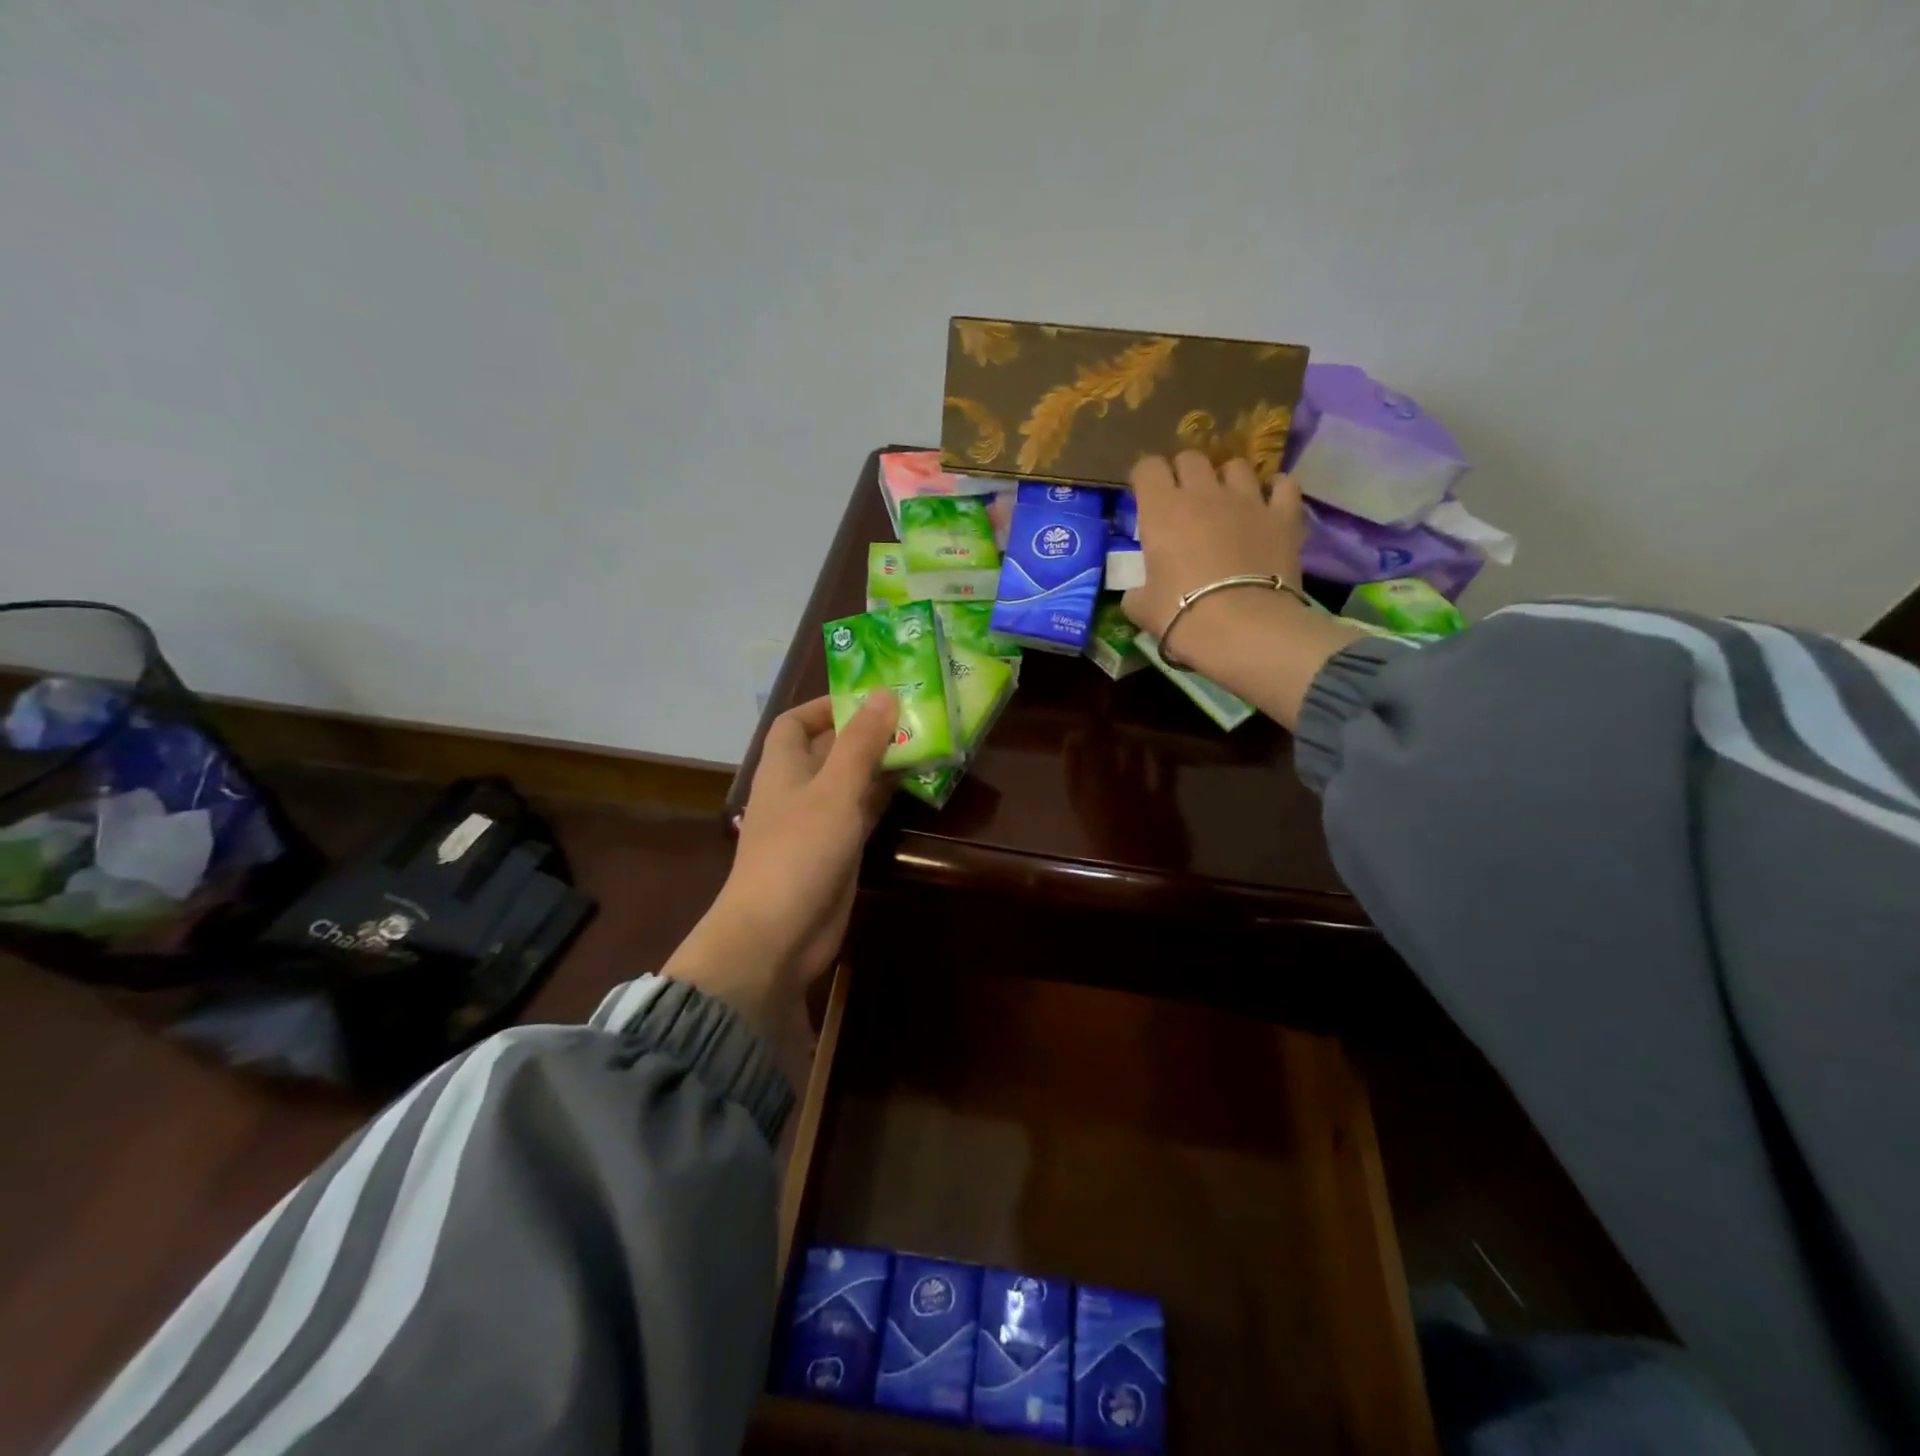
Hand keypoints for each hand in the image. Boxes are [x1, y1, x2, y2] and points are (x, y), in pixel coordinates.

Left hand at [661, 692, 895, 1042]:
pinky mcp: (837, 850)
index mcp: (784, 766)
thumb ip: (861, 742)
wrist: (778, 934)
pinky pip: (862, 812)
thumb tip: (884, 694)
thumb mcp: (835, 789)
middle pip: (830, 748)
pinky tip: (916, 784)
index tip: (868, 696)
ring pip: (851, 781)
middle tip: (913, 715)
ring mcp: (818, 822)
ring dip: (881, 763)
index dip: (826, 705)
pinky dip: (885, 797)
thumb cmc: (800, 850)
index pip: (796, 722)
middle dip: (865, 731)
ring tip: (923, 742)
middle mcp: (799, 788)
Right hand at [1123, 451, 1362, 727]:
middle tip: (1183, 499)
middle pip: (1191, 458)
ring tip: (1226, 500)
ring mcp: (1248, 500)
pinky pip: (1283, 485)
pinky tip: (1269, 502)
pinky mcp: (1284, 515)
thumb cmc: (1181, 615)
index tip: (1144, 496)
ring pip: (1236, 465)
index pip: (1148, 467)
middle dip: (1183, 473)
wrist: (1243, 628)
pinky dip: (1275, 489)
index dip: (1144, 478)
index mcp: (1162, 510)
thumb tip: (1138, 592)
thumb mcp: (1141, 608)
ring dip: (1227, 478)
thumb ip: (1136, 591)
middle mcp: (1203, 493)